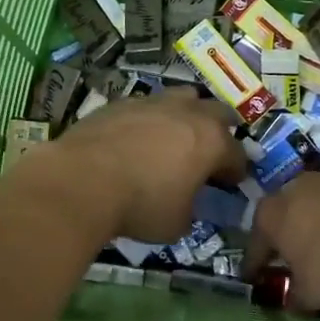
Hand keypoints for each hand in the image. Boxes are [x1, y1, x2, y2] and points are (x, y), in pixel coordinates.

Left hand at [30, 89, 247, 241]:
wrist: (82, 179)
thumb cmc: (140, 204)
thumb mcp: (177, 223)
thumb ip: (191, 208)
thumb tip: (187, 204)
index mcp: (211, 141)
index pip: (237, 155)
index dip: (236, 171)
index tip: (230, 184)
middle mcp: (187, 113)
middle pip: (217, 112)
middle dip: (220, 130)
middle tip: (209, 151)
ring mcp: (153, 102)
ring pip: (182, 97)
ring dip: (186, 114)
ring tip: (176, 136)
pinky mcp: (122, 102)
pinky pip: (147, 105)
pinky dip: (150, 119)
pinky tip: (138, 137)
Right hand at [247, 170, 319, 311]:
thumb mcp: (311, 294)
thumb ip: (296, 299)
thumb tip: (292, 301)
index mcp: (268, 218)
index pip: (254, 249)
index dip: (253, 268)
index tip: (253, 280)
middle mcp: (288, 191)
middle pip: (281, 220)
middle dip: (284, 239)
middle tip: (291, 261)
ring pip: (312, 205)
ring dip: (316, 223)